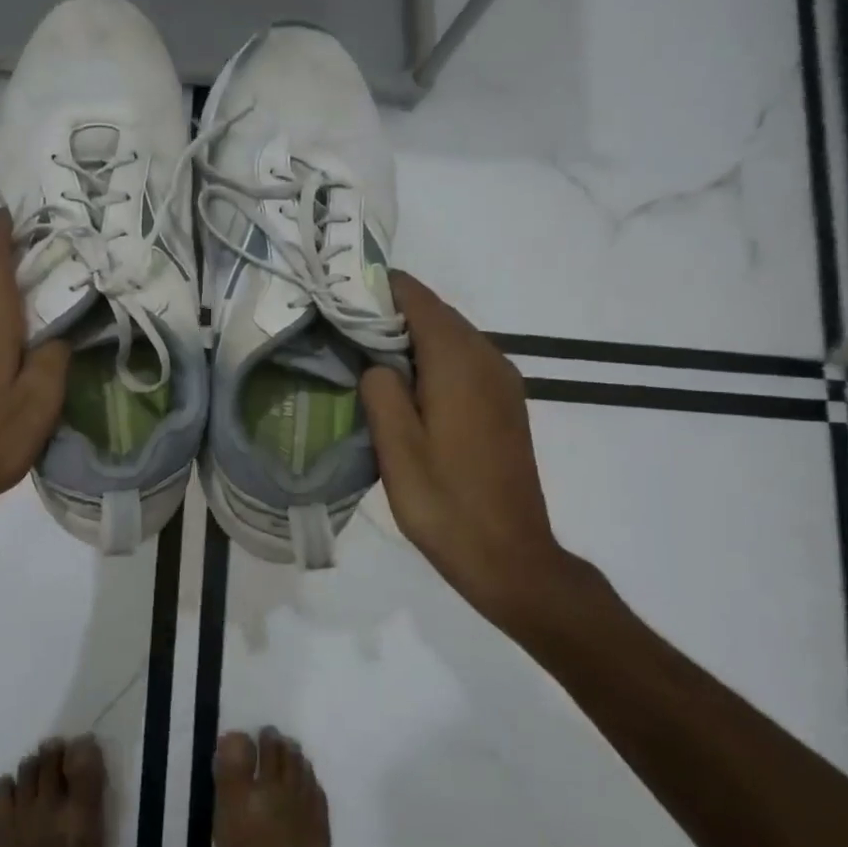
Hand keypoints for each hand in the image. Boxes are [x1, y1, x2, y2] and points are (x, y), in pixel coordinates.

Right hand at [360, 272, 615, 636]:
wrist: (510, 557)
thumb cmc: (445, 503)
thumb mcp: (397, 449)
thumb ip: (381, 391)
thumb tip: (376, 363)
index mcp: (459, 362)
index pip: (416, 298)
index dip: (376, 289)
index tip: (337, 298)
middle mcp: (488, 358)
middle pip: (434, 313)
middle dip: (388, 313)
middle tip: (339, 328)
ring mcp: (502, 381)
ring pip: (449, 336)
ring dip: (408, 337)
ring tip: (362, 355)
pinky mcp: (505, 403)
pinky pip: (463, 361)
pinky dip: (430, 358)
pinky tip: (403, 386)